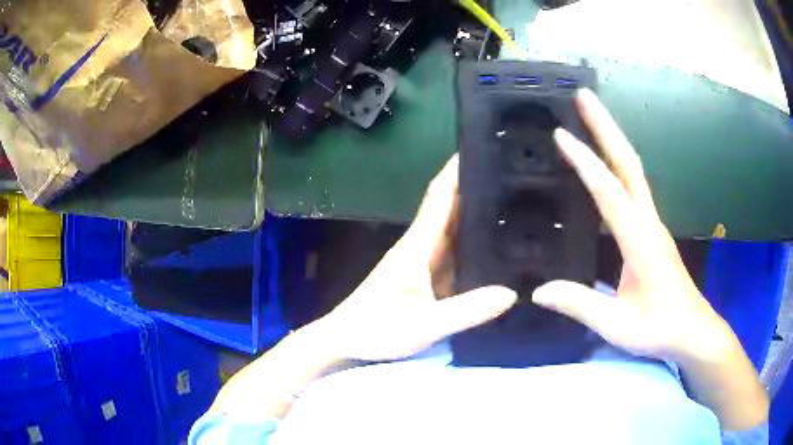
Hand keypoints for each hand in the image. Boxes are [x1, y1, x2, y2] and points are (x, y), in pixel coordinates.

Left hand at [315, 155, 517, 361]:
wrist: (345, 342)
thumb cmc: (375, 329)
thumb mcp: (424, 324)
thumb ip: (466, 311)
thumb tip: (512, 293)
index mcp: (418, 245)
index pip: (440, 196)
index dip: (457, 170)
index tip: (483, 149)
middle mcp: (423, 247)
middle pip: (452, 208)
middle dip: (479, 189)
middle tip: (516, 178)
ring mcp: (425, 264)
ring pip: (456, 231)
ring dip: (480, 216)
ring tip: (516, 207)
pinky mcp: (427, 280)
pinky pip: (457, 256)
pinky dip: (475, 247)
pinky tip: (498, 250)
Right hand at [532, 89, 731, 363]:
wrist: (691, 331)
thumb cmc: (659, 329)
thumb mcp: (618, 325)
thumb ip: (580, 306)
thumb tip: (538, 290)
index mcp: (640, 242)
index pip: (610, 194)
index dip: (586, 164)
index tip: (561, 136)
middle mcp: (648, 222)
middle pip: (628, 163)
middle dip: (606, 127)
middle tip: (583, 96)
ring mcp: (652, 223)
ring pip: (632, 170)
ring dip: (612, 138)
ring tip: (590, 115)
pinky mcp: (651, 230)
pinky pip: (633, 186)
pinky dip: (617, 163)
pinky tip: (605, 160)